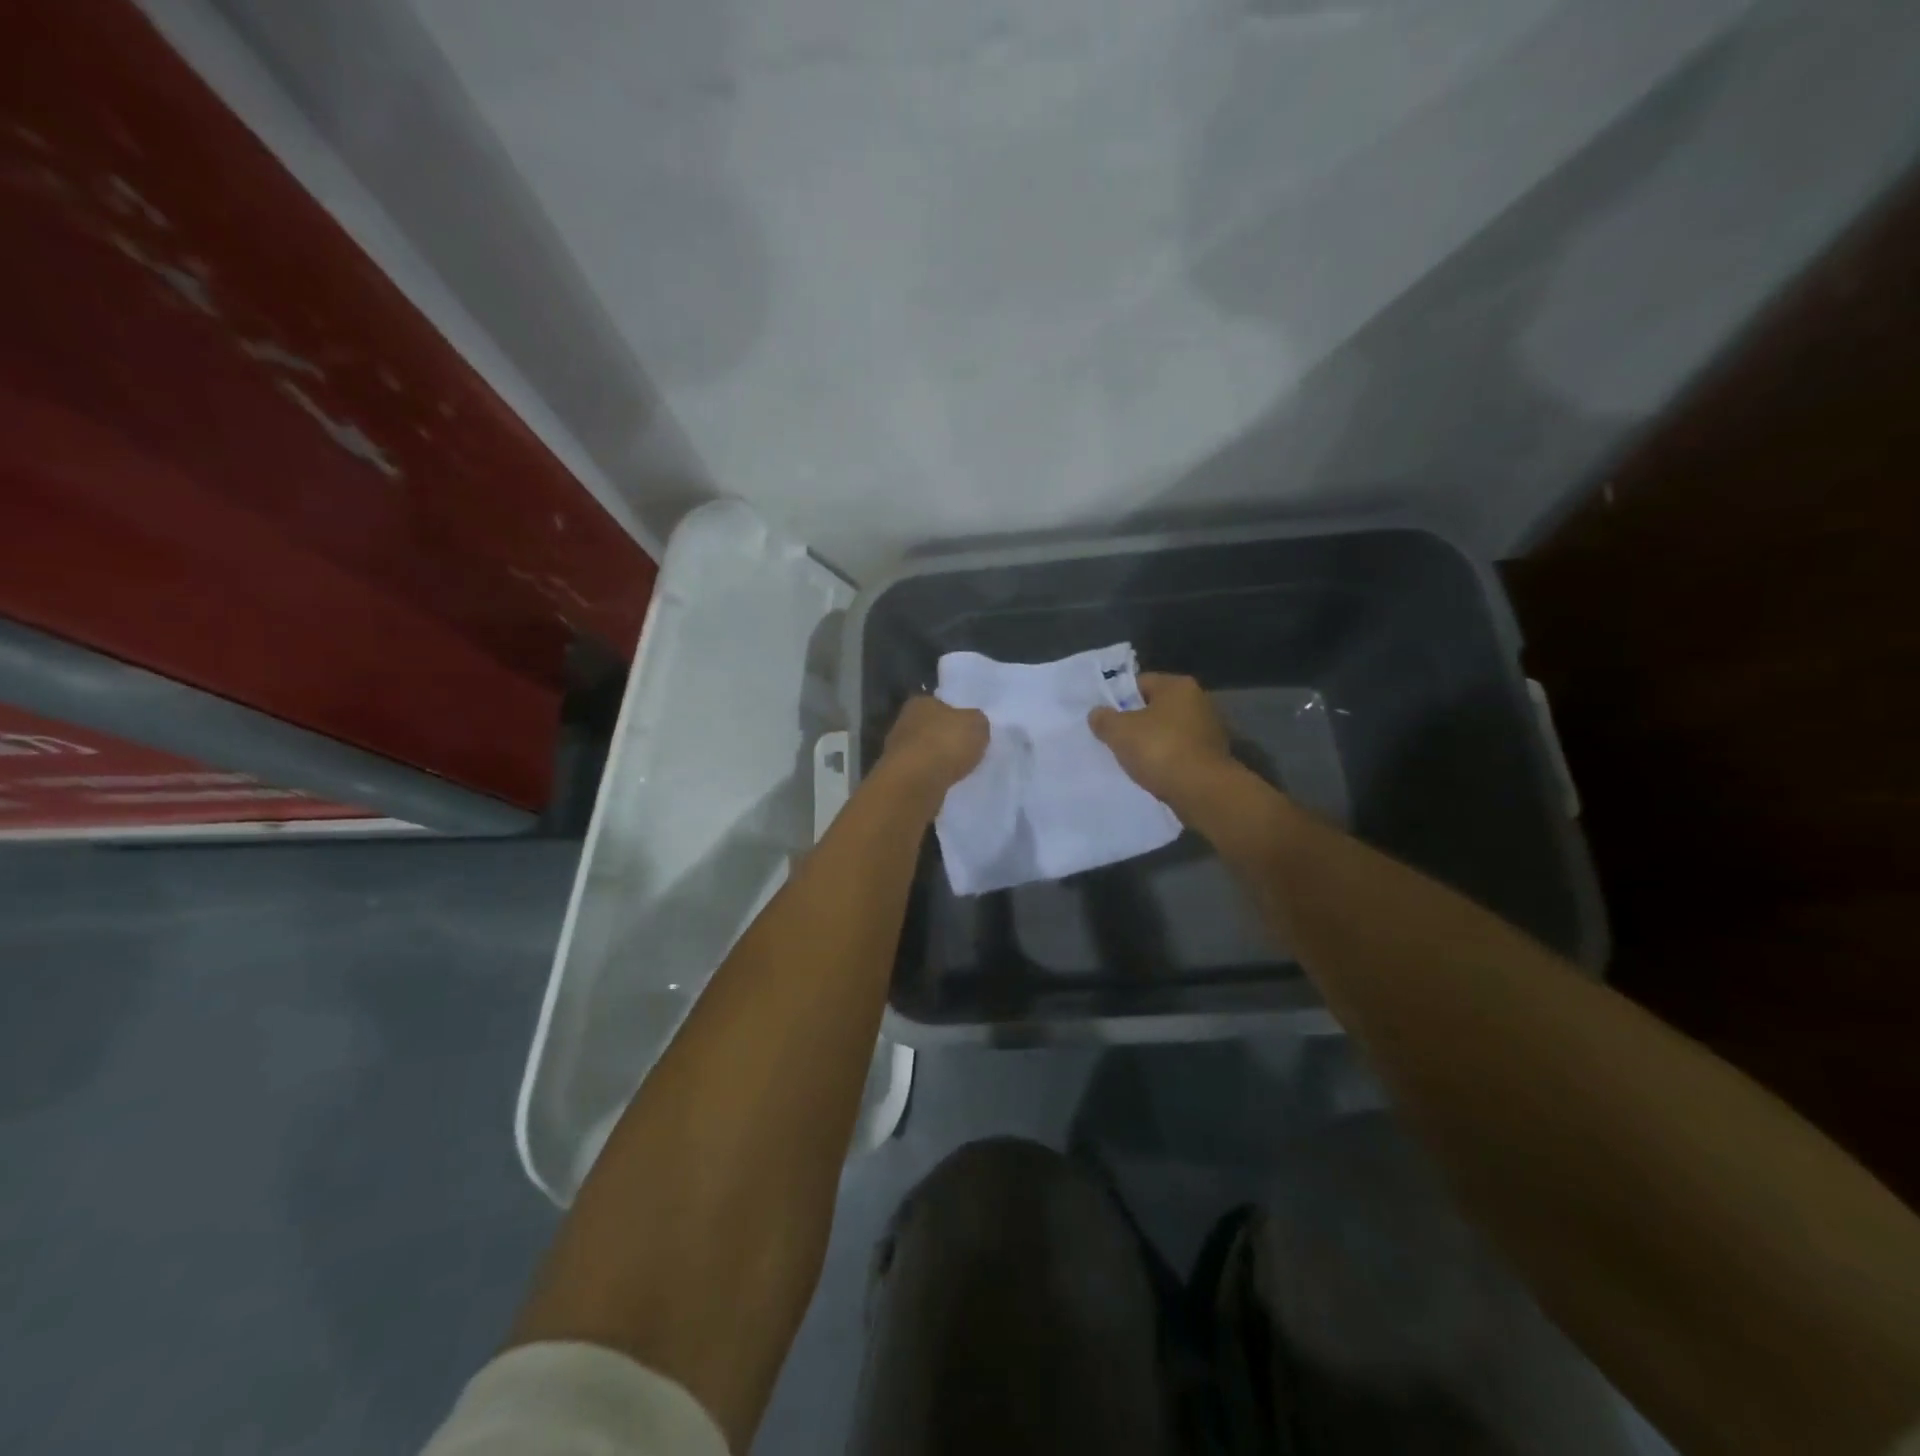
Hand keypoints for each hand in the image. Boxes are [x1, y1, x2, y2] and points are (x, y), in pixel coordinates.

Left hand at [877, 696, 988, 804]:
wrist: (916, 782)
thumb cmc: (946, 743)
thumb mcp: (976, 724)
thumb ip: (977, 721)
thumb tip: (974, 724)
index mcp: (920, 702)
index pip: (940, 703)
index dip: (956, 715)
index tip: (969, 728)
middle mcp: (904, 722)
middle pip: (931, 728)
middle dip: (946, 738)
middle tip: (967, 749)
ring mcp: (897, 750)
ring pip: (925, 751)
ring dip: (939, 760)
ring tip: (959, 769)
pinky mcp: (898, 775)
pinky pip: (922, 772)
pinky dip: (933, 777)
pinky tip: (946, 783)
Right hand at [1088, 672, 1232, 805]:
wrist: (1202, 791)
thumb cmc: (1159, 749)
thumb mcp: (1119, 731)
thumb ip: (1104, 718)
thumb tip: (1097, 713)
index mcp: (1178, 685)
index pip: (1140, 683)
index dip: (1119, 699)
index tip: (1106, 718)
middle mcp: (1199, 701)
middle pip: (1156, 707)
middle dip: (1136, 723)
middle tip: (1115, 739)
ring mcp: (1210, 729)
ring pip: (1169, 731)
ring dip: (1152, 743)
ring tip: (1132, 760)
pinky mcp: (1213, 756)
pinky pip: (1181, 752)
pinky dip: (1167, 760)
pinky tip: (1153, 773)